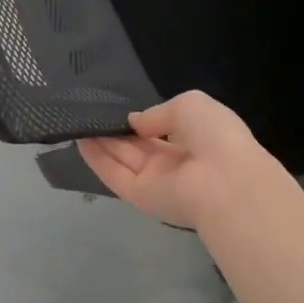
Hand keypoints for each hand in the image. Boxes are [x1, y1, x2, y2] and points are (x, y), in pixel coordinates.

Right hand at [79, 91, 285, 230]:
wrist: (225, 181)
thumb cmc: (214, 134)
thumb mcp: (189, 105)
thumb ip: (158, 113)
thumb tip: (134, 122)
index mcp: (195, 138)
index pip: (163, 130)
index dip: (142, 121)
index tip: (119, 110)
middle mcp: (175, 162)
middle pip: (139, 146)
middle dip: (116, 132)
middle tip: (89, 114)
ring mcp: (157, 181)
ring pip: (123, 159)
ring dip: (101, 143)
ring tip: (77, 123)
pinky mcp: (141, 197)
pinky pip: (115, 176)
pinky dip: (97, 160)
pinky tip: (79, 140)